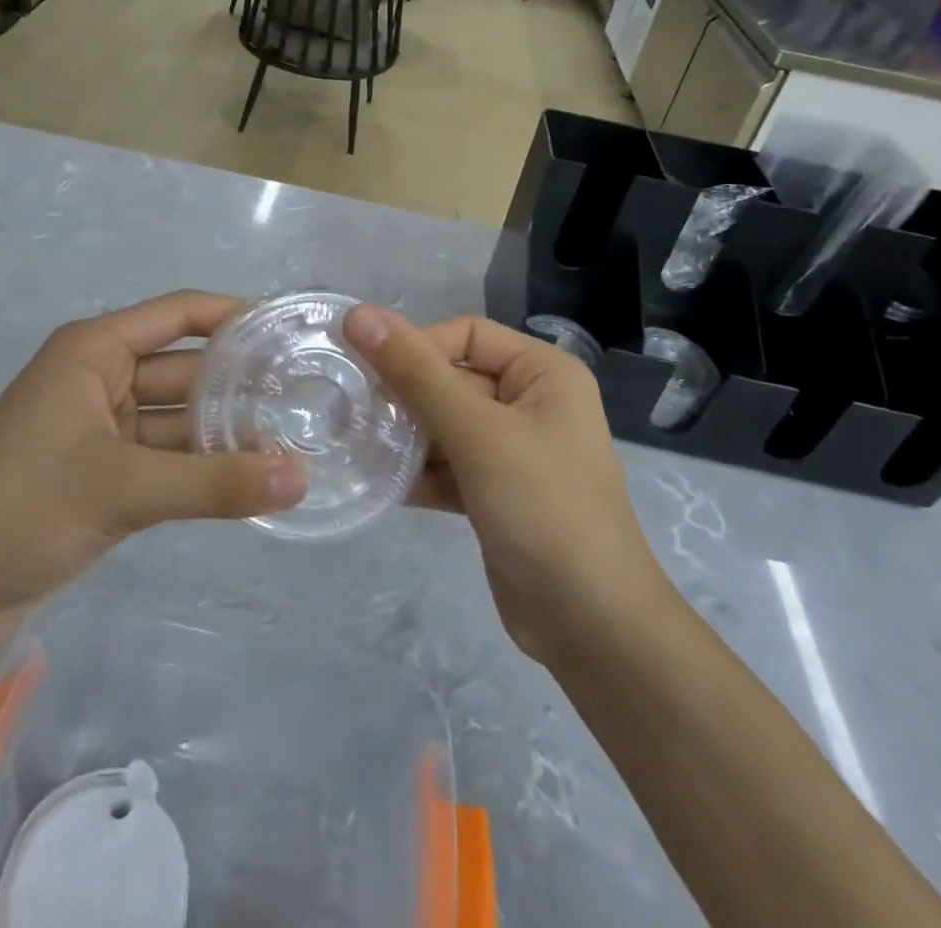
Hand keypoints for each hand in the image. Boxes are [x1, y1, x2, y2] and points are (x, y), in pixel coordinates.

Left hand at [0, 292, 305, 639]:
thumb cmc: (20, 506)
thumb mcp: (123, 487)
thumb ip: (215, 482)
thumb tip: (301, 479)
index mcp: (96, 351)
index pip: (181, 314)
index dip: (235, 317)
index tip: (293, 334)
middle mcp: (102, 379)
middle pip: (185, 369)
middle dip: (239, 386)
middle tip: (310, 399)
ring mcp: (102, 430)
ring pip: (178, 420)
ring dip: (225, 434)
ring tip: (296, 443)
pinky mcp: (103, 476)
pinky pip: (166, 459)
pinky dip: (201, 469)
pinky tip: (250, 480)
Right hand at [343, 306, 671, 665]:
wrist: (592, 627)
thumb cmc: (543, 509)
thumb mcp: (477, 434)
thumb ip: (416, 373)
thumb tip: (358, 314)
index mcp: (543, 373)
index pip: (465, 335)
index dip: (416, 347)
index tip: (365, 373)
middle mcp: (531, 402)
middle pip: (452, 378)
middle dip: (404, 395)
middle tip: (348, 409)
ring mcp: (514, 450)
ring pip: (445, 424)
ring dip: (404, 434)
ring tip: (355, 443)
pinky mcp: (496, 492)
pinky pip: (448, 464)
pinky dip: (417, 471)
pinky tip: (378, 480)